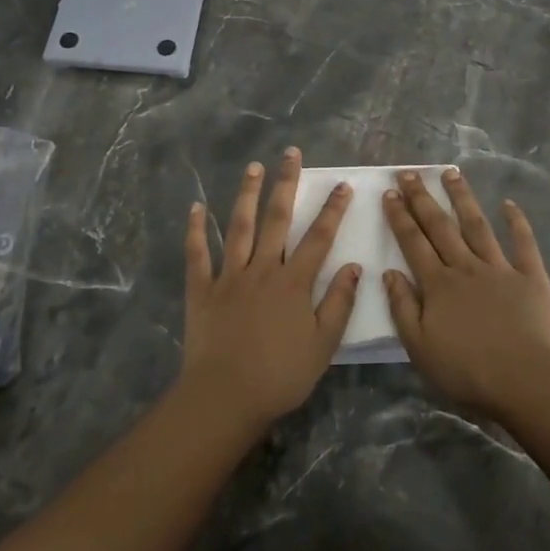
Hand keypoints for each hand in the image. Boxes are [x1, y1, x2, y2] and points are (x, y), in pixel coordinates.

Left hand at [180, 148, 359, 428]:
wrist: (226, 396)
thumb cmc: (280, 376)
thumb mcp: (322, 345)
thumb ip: (339, 303)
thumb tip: (354, 267)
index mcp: (293, 282)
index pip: (319, 238)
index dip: (332, 210)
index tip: (342, 185)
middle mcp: (262, 269)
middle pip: (277, 219)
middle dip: (286, 183)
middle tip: (290, 153)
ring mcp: (229, 276)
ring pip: (239, 226)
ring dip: (246, 194)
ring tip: (253, 167)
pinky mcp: (202, 289)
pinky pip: (197, 254)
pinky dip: (196, 230)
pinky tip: (196, 207)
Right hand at [383, 168, 549, 420]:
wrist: (525, 380)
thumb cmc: (467, 370)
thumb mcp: (419, 347)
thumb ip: (402, 307)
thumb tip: (389, 272)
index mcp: (437, 285)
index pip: (413, 243)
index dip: (400, 217)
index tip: (390, 193)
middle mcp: (465, 267)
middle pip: (440, 226)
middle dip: (423, 198)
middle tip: (410, 173)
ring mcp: (499, 268)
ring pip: (477, 225)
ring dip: (463, 198)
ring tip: (451, 173)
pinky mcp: (531, 277)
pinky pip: (523, 243)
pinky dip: (517, 222)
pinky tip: (509, 204)